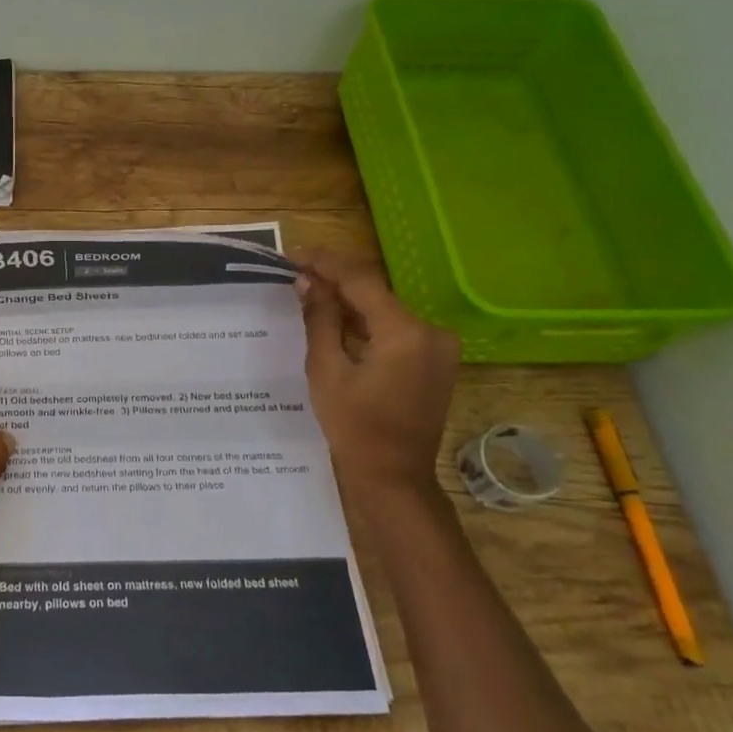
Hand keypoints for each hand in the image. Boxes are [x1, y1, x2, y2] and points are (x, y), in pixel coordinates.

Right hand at [292, 249, 460, 501]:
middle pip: (376, 293)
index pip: (362, 281)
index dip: (326, 263)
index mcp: (405, 333)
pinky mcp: (435, 361)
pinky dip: (366, 323)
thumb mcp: (327, 371)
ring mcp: (438, 347)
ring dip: (349, 301)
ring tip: (309, 292)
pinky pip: (396, 329)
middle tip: (296, 273)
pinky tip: (337, 319)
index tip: (294, 255)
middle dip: (336, 281)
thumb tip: (308, 282)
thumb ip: (320, 320)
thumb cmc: (354, 428)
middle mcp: (431, 332)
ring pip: (385, 310)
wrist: (393, 477)